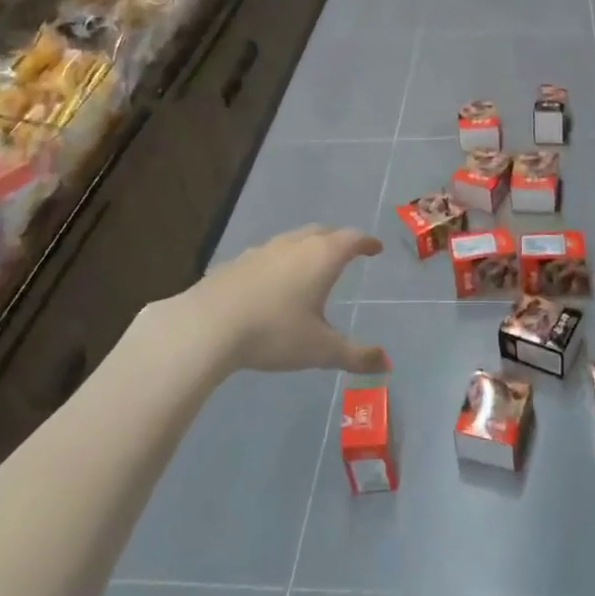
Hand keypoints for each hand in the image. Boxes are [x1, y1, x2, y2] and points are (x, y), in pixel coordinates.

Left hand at [151, 225, 390, 376]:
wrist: (207, 326)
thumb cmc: (274, 332)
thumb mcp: (320, 350)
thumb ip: (355, 355)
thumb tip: (386, 363)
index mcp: (322, 257)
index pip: (351, 239)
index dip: (366, 242)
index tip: (375, 247)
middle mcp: (294, 245)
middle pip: (322, 232)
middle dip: (337, 240)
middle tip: (346, 251)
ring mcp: (262, 250)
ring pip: (292, 240)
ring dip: (307, 247)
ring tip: (310, 265)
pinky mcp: (236, 263)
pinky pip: (267, 255)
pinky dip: (279, 261)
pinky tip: (272, 282)